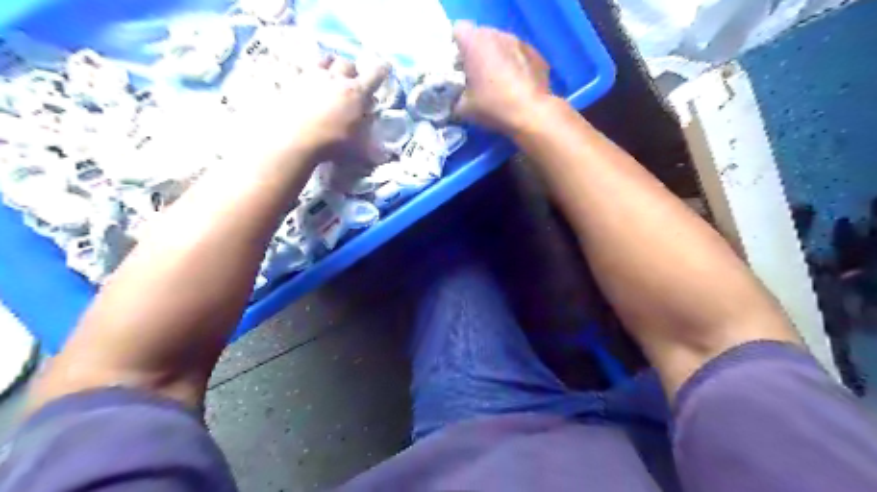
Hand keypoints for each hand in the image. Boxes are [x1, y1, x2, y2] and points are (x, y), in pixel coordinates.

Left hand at [243, 53, 386, 163]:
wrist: (294, 139)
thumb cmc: (333, 144)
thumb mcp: (360, 149)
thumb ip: (373, 148)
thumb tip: (385, 154)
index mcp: (357, 92)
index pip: (376, 73)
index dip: (383, 70)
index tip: (385, 68)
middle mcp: (337, 79)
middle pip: (348, 63)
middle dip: (353, 71)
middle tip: (353, 81)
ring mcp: (313, 77)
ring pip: (325, 60)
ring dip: (331, 65)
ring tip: (331, 75)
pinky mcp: (293, 82)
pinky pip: (303, 70)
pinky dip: (308, 74)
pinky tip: (307, 83)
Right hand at [456, 21, 550, 132]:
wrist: (531, 114)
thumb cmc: (493, 106)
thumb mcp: (464, 109)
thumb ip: (456, 98)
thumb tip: (456, 100)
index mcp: (475, 43)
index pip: (458, 31)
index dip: (457, 48)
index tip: (458, 67)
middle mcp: (497, 36)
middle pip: (481, 36)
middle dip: (477, 53)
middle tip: (476, 77)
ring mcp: (519, 43)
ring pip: (501, 44)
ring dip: (497, 57)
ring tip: (498, 82)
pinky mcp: (536, 54)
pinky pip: (519, 55)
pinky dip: (515, 66)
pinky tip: (516, 86)